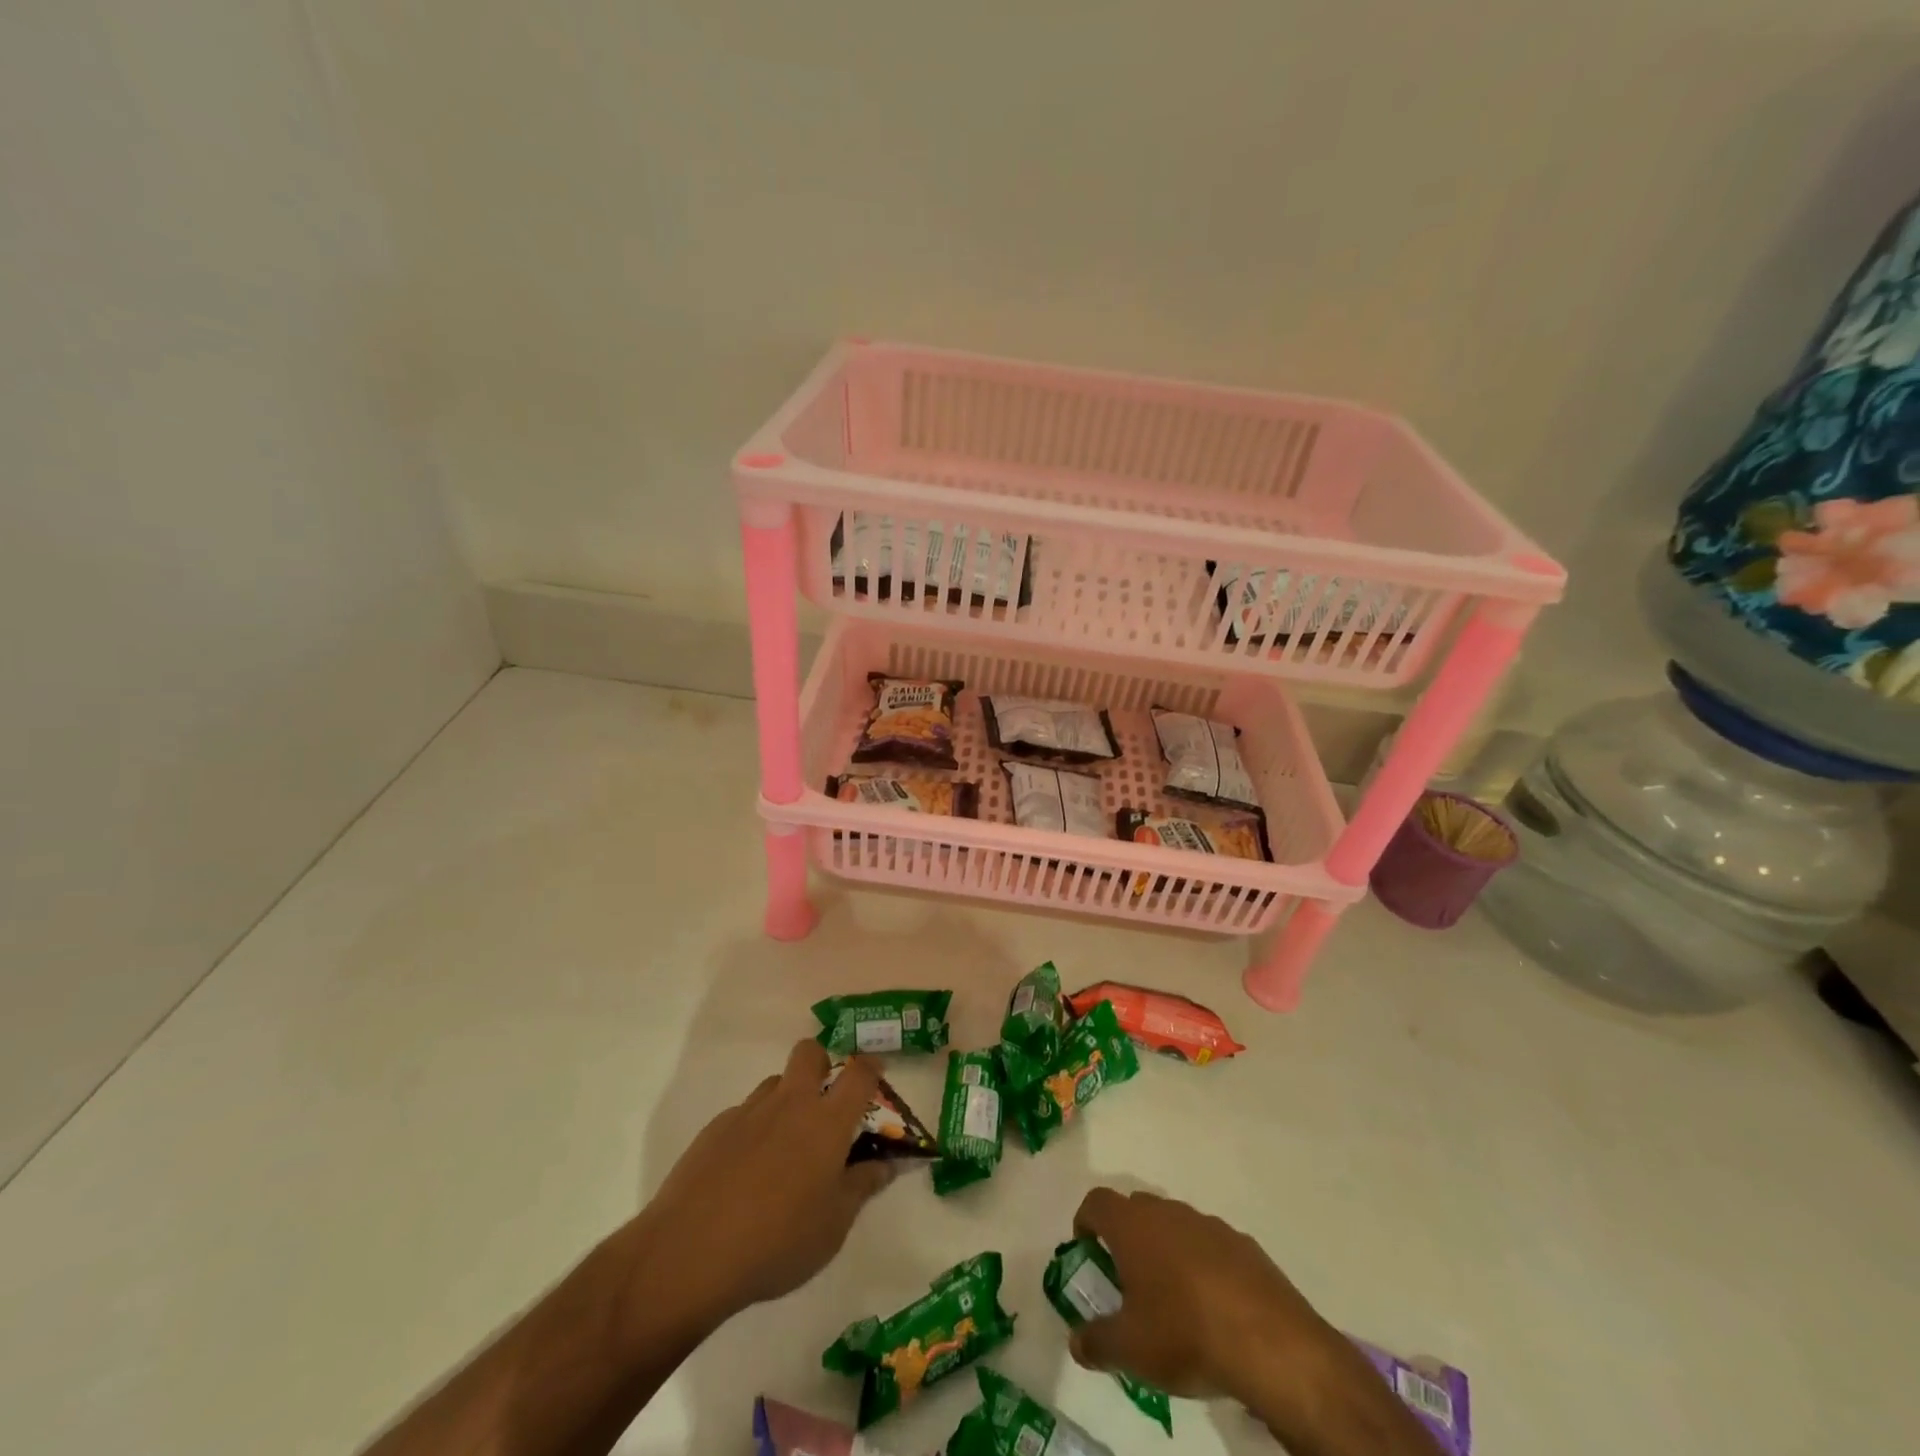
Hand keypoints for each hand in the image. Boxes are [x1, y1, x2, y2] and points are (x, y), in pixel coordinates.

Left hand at [627, 1041, 894, 1331]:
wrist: (690, 1253)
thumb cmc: (777, 1242)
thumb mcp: (833, 1227)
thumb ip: (862, 1188)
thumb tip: (885, 1164)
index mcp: (827, 1122)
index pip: (858, 1074)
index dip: (871, 1066)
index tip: (876, 1073)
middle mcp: (790, 1103)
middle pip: (809, 1053)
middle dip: (822, 1063)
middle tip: (825, 1102)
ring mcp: (749, 1112)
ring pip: (775, 1083)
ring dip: (787, 1099)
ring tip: (784, 1147)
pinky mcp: (715, 1128)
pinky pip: (745, 1114)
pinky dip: (754, 1129)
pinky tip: (745, 1172)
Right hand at [1069, 1189, 1439, 1455]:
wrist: (1269, 1343)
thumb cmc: (1184, 1334)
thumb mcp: (1130, 1351)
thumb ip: (1096, 1342)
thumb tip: (1076, 1341)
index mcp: (1133, 1226)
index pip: (1097, 1202)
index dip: (1086, 1220)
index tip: (1086, 1247)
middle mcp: (1167, 1212)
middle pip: (1136, 1208)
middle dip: (1126, 1235)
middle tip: (1127, 1277)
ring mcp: (1208, 1224)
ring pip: (1175, 1224)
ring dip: (1166, 1248)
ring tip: (1171, 1295)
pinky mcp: (1244, 1244)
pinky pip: (1210, 1244)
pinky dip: (1202, 1263)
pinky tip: (1212, 1305)